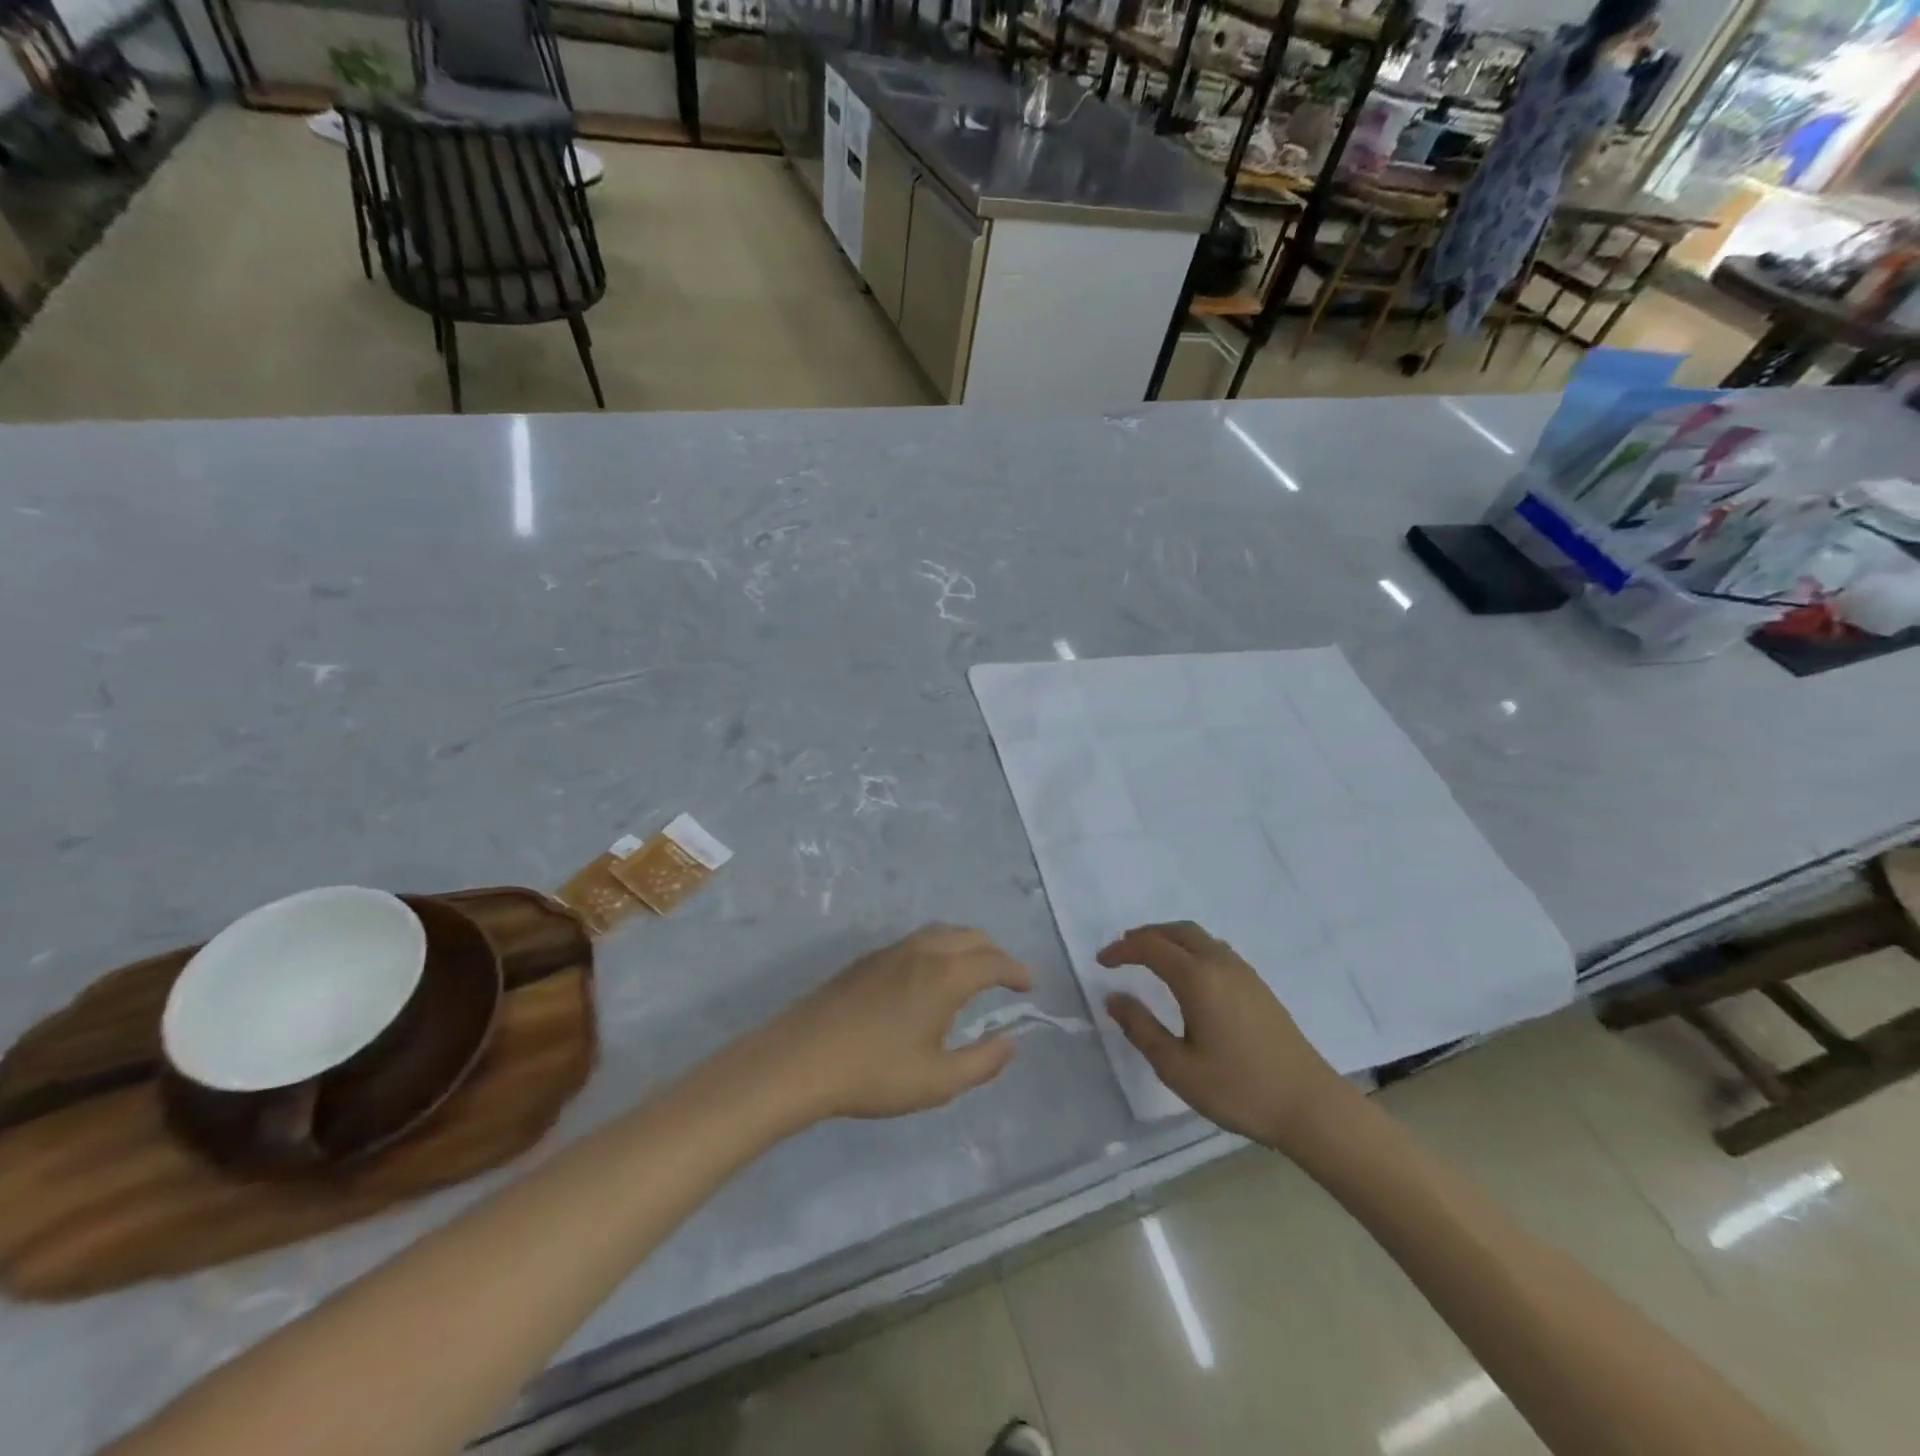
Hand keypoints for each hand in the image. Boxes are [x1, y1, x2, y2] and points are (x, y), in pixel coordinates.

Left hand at [766, 925, 1032, 1120]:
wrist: (801, 1059)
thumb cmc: (874, 1073)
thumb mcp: (938, 1081)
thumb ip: (982, 1061)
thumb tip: (1011, 1041)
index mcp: (944, 976)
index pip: (993, 961)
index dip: (1016, 971)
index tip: (1029, 985)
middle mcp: (922, 952)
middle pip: (970, 936)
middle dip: (995, 953)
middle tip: (1006, 978)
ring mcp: (891, 951)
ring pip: (941, 933)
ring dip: (967, 945)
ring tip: (974, 972)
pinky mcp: (868, 960)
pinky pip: (918, 941)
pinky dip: (941, 947)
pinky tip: (931, 976)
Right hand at [1100, 922, 1353, 1150]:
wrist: (1310, 1106)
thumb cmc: (1239, 1089)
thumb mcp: (1178, 1067)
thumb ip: (1141, 1028)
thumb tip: (1114, 998)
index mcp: (1198, 979)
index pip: (1150, 947)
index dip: (1122, 950)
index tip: (1101, 962)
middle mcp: (1220, 964)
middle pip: (1176, 931)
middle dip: (1145, 935)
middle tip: (1122, 952)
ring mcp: (1244, 973)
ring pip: (1199, 937)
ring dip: (1169, 939)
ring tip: (1149, 958)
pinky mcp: (1258, 986)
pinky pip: (1216, 949)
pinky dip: (1190, 948)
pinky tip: (1188, 975)